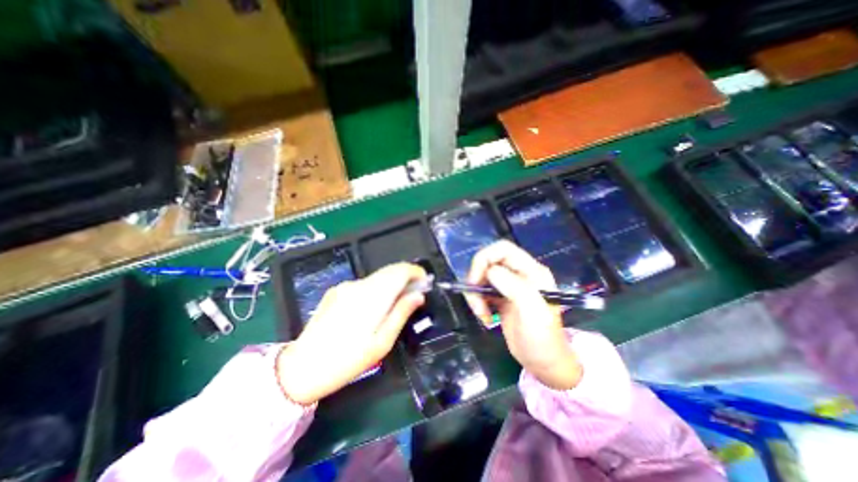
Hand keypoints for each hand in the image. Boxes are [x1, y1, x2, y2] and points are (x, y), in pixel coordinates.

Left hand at [276, 262, 427, 403]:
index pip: (399, 270)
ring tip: (397, 302)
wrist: (301, 368)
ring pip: (378, 277)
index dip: (415, 272)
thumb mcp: (382, 343)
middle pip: (389, 270)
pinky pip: (365, 284)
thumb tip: (418, 295)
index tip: (425, 282)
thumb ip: (401, 314)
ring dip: (392, 284)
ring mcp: (345, 286)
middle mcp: (358, 285)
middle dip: (406, 277)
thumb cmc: (347, 361)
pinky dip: (377, 288)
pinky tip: (375, 307)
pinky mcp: (336, 290)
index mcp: (371, 296)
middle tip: (415, 293)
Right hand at [468, 241, 582, 391]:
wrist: (544, 363)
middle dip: (477, 280)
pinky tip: (485, 318)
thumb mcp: (532, 311)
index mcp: (531, 271)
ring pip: (482, 277)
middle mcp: (519, 274)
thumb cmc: (542, 338)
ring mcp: (508, 286)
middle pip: (488, 262)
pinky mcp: (500, 298)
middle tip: (476, 302)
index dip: (485, 258)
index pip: (503, 249)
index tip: (475, 279)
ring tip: (482, 314)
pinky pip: (481, 291)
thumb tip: (490, 271)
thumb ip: (514, 286)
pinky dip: (477, 302)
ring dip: (475, 295)